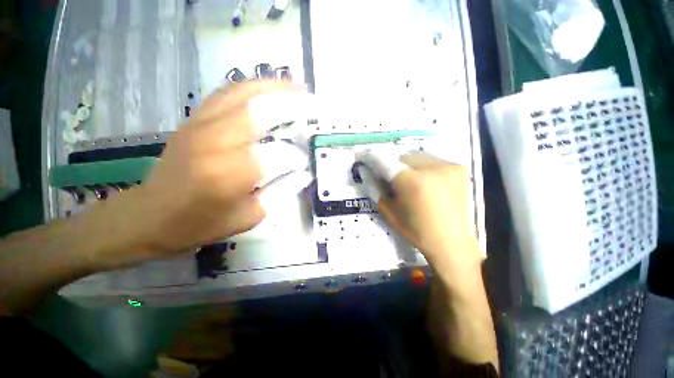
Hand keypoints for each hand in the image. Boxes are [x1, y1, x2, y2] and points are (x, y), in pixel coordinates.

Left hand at [82, 81, 310, 268]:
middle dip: (293, 105)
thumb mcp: (249, 218)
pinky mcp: (194, 120)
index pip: (277, 155)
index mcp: (229, 174)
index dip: (297, 157)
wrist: (149, 215)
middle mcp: (214, 142)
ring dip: (275, 88)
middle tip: (315, 105)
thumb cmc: (201, 224)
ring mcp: (200, 125)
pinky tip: (270, 88)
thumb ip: (281, 193)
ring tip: (299, 88)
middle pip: (260, 111)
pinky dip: (253, 86)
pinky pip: (227, 93)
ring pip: (244, 94)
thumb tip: (304, 173)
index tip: (306, 162)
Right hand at [360, 152, 480, 281]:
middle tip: (395, 180)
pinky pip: (433, 161)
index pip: (387, 162)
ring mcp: (449, 166)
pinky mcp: (460, 168)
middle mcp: (433, 169)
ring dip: (411, 167)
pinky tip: (428, 182)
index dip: (375, 159)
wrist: (452, 242)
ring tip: (413, 182)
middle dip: (396, 167)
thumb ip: (378, 190)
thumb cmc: (418, 231)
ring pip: (419, 157)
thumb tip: (370, 174)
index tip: (368, 160)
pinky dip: (425, 168)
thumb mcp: (391, 212)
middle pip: (404, 158)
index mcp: (413, 183)